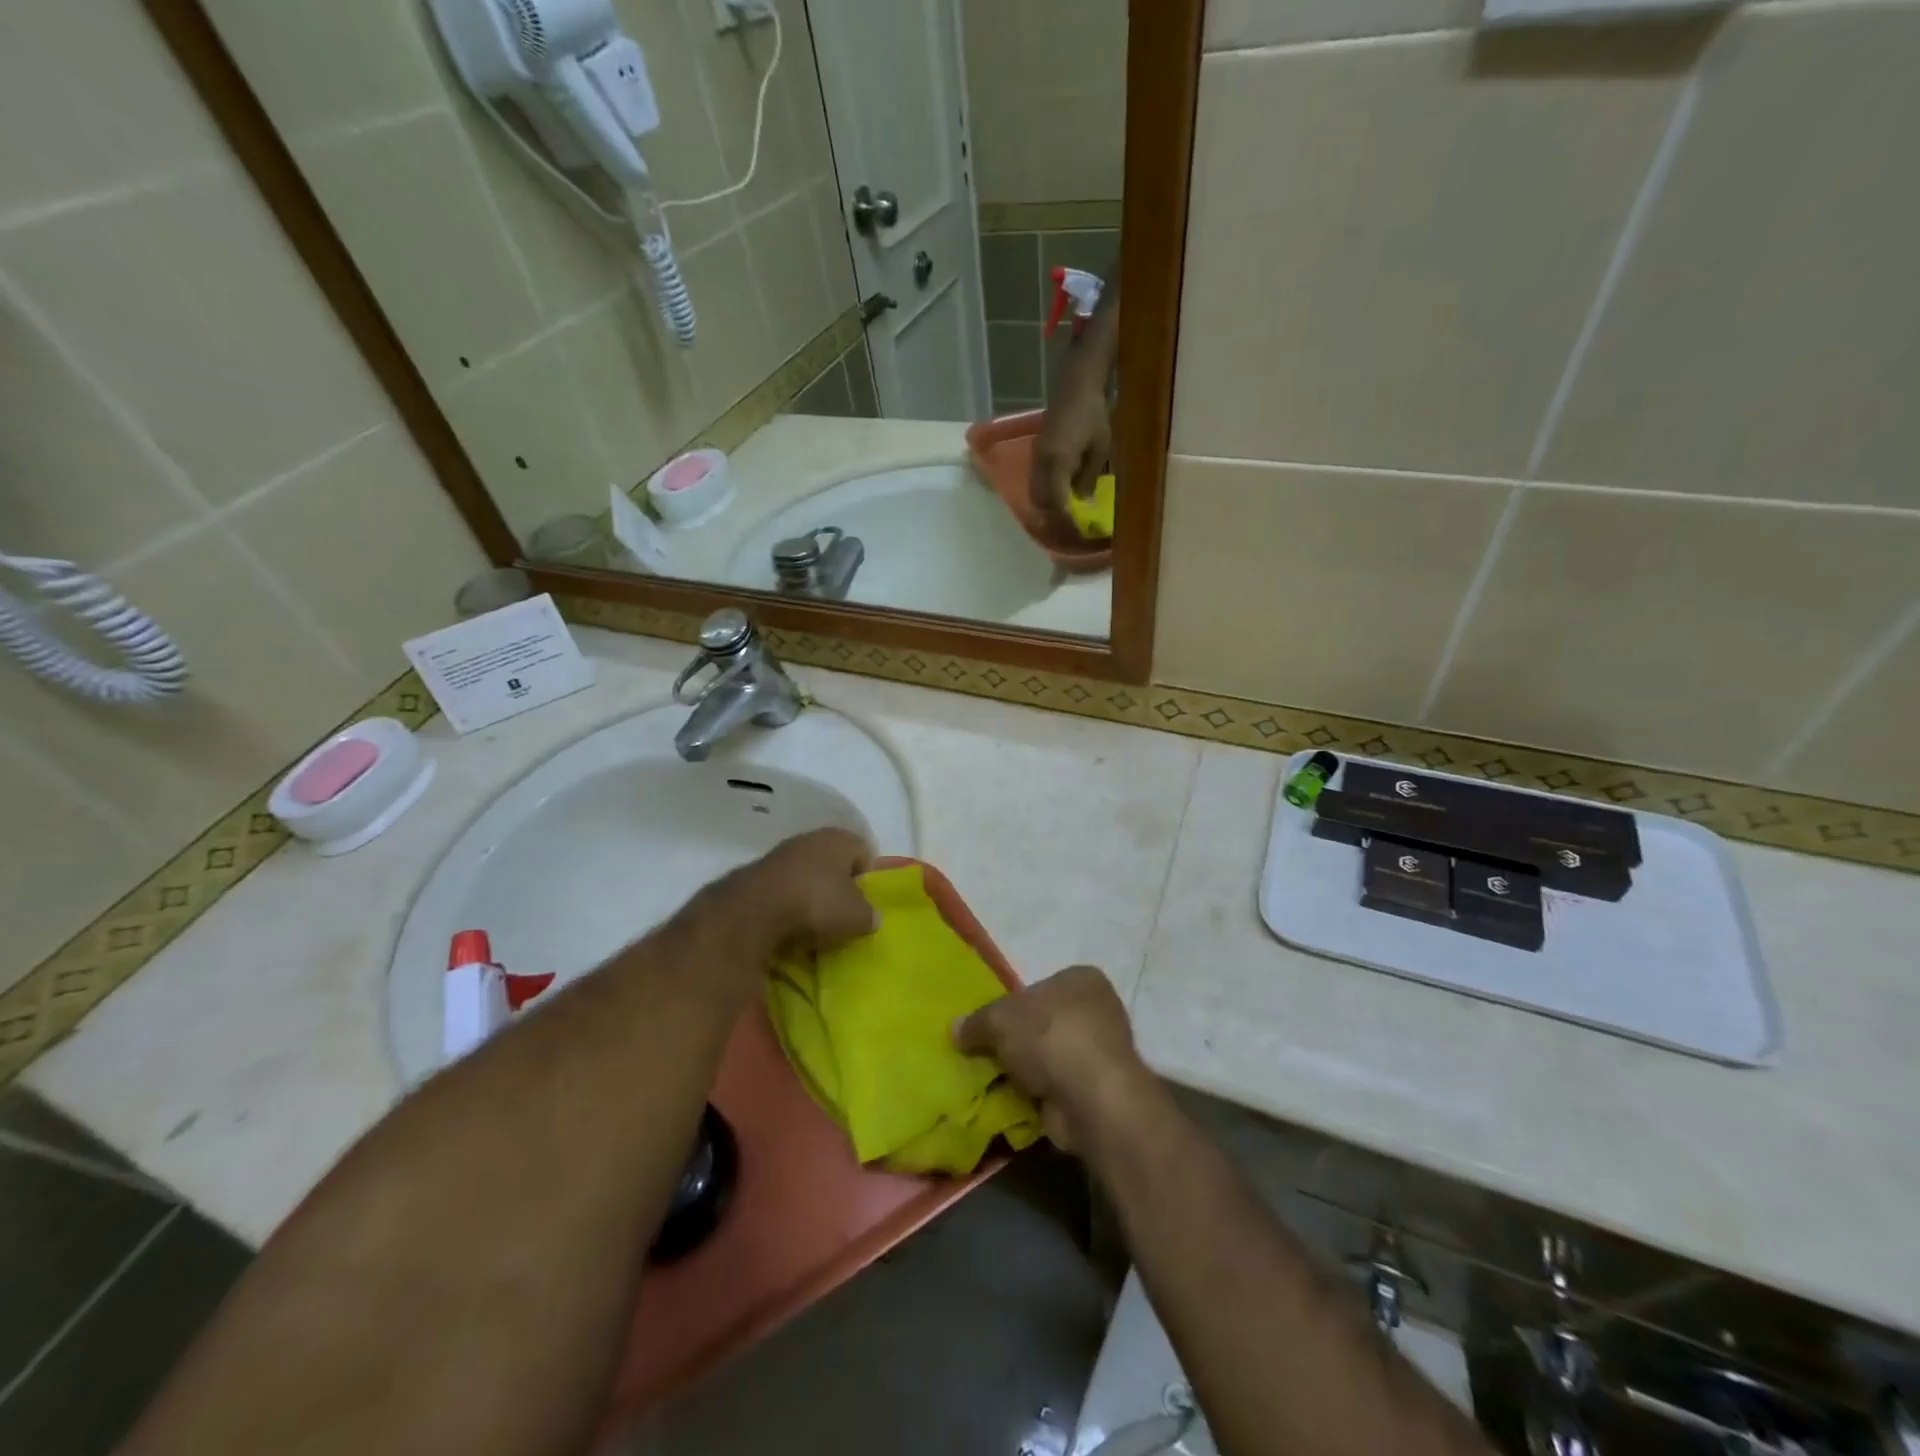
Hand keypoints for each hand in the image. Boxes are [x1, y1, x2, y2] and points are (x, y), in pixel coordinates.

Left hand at [741, 827, 876, 954]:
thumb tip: (871, 916)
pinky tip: (787, 927)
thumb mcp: (857, 917)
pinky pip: (781, 889)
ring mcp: (779, 854)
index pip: (864, 851)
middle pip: (833, 862)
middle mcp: (810, 838)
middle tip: (841, 914)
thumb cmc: (816, 903)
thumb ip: (870, 915)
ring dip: (810, 895)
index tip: (866, 902)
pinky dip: (786, 905)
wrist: (752, 912)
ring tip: (813, 925)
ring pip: (805, 875)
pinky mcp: (754, 874)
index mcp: (839, 839)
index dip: (868, 876)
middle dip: (837, 886)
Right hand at [954, 966, 1154, 1154]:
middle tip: (987, 1054)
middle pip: (1045, 1022)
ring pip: (1051, 1057)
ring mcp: (1101, 1052)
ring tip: (995, 1082)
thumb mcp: (1000, 1019)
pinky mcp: (1099, 1090)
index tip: (991, 1025)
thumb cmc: (1050, 1036)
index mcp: (1081, 979)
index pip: (1040, 986)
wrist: (1092, 1098)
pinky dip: (1039, 1095)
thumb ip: (977, 1021)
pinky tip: (1014, 1103)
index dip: (1013, 1004)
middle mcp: (1098, 1010)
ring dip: (1029, 1071)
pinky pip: (1058, 1087)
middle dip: (1020, 1040)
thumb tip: (956, 1029)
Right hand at [1028, 375, 1111, 530]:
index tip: (1078, 529)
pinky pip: (1036, 482)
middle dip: (1054, 518)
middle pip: (1040, 502)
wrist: (1075, 384)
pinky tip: (1061, 495)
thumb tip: (1082, 501)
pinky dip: (1046, 494)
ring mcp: (1036, 458)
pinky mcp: (1036, 453)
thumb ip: (1089, 476)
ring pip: (1035, 493)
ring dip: (1048, 507)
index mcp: (1058, 461)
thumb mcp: (1101, 447)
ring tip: (1067, 513)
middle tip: (1072, 526)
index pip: (1057, 501)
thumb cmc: (1093, 413)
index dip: (1065, 519)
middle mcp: (1042, 462)